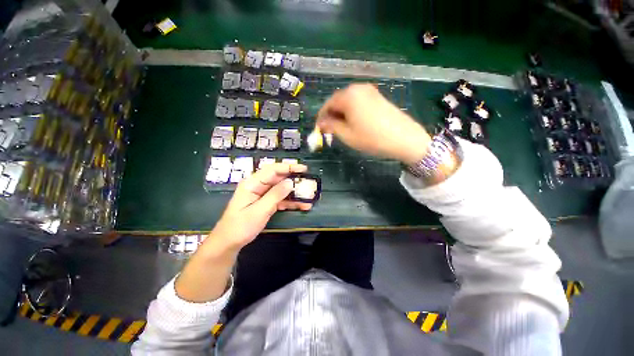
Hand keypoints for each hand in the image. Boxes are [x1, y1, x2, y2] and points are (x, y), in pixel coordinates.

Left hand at [209, 163, 311, 249]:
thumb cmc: (240, 226)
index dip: (288, 167)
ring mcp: (263, 194)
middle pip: (279, 178)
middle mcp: (258, 186)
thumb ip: (275, 195)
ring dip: (295, 193)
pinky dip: (291, 202)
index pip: (272, 170)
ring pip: (282, 189)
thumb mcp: (259, 211)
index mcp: (252, 184)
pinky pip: (281, 199)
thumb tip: (290, 182)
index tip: (303, 169)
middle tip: (309, 182)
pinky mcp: (266, 202)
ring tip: (308, 196)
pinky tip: (302, 205)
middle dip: (294, 179)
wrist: (230, 242)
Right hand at [316, 83, 431, 164]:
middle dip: (332, 115)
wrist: (404, 139)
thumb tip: (321, 123)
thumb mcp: (347, 135)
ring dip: (341, 114)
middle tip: (329, 130)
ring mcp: (370, 91)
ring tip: (341, 129)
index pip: (328, 104)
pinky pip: (358, 102)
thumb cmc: (372, 138)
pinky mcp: (378, 97)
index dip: (321, 117)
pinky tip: (354, 123)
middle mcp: (358, 88)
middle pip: (338, 101)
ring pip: (348, 102)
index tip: (319, 129)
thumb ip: (331, 126)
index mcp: (348, 96)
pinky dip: (352, 112)